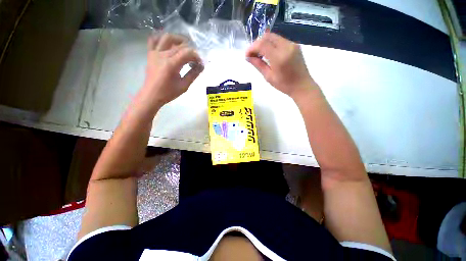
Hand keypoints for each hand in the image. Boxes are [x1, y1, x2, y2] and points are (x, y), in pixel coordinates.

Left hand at [138, 33, 203, 111]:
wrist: (152, 94)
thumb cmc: (169, 92)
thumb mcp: (184, 86)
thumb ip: (193, 74)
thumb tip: (201, 66)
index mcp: (171, 64)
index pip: (187, 53)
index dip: (196, 56)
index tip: (200, 63)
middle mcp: (162, 55)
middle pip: (179, 45)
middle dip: (190, 50)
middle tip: (195, 58)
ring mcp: (155, 53)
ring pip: (167, 38)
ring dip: (178, 39)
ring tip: (185, 45)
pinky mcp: (150, 53)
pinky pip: (154, 40)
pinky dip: (162, 38)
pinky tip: (169, 43)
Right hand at [246, 33, 317, 98]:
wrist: (302, 85)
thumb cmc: (284, 85)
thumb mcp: (269, 77)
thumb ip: (258, 65)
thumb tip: (248, 58)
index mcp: (279, 57)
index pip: (262, 44)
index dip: (252, 47)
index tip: (246, 55)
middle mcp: (286, 46)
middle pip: (267, 36)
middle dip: (257, 43)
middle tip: (252, 54)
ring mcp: (292, 44)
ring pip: (273, 37)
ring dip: (263, 43)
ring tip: (259, 54)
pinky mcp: (294, 45)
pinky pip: (279, 40)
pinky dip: (271, 44)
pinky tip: (268, 53)